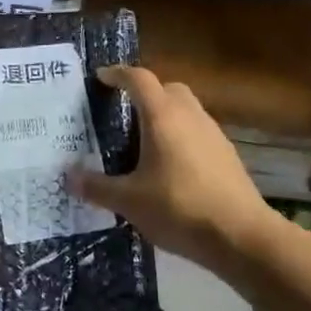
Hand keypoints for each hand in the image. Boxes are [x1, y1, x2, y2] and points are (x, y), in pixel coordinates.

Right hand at [68, 66, 275, 270]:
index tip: (101, 78)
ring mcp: (213, 135)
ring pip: (186, 111)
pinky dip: (180, 138)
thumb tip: (69, 177)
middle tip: (123, 113)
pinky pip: (197, 133)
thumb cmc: (179, 208)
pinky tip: (169, 168)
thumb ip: (96, 187)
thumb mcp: (128, 201)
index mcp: (162, 117)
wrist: (241, 236)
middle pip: (167, 89)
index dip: (117, 74)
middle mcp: (190, 116)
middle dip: (145, 93)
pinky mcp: (227, 156)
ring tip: (142, 144)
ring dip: (165, 117)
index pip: (139, 79)